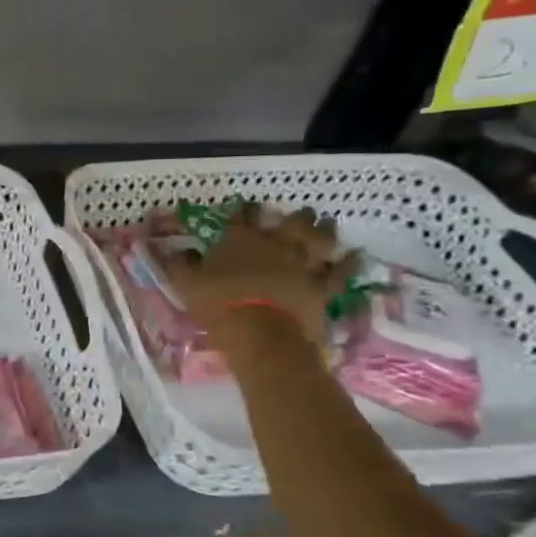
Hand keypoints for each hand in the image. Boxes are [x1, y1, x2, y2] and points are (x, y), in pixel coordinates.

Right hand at [163, 203, 351, 348]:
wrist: (260, 334)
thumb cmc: (218, 304)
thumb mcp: (185, 283)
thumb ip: (180, 263)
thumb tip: (179, 251)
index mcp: (240, 240)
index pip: (242, 216)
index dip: (245, 208)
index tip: (248, 202)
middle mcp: (275, 245)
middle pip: (289, 223)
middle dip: (296, 215)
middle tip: (303, 210)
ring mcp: (302, 265)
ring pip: (318, 241)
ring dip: (324, 230)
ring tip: (328, 222)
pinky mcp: (321, 288)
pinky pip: (340, 273)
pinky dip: (349, 263)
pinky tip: (356, 255)